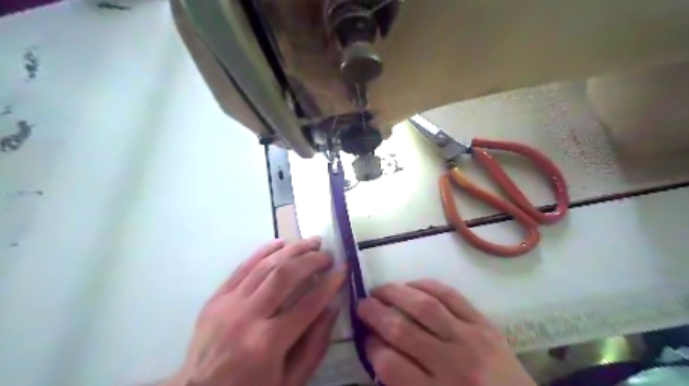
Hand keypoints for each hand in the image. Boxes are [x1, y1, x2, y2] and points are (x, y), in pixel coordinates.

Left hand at [168, 238, 343, 385]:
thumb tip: (332, 307)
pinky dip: (263, 251)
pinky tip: (280, 243)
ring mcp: (228, 305)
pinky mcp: (216, 298)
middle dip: (312, 259)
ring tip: (312, 242)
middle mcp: (247, 317)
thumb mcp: (290, 381)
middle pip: (285, 275)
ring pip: (265, 266)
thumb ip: (315, 345)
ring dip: (292, 249)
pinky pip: (242, 267)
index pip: (308, 304)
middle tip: (328, 254)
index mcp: (268, 344)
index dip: (330, 283)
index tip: (344, 268)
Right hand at [358, 280, 533, 385]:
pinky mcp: (485, 324)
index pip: (390, 365)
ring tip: (379, 289)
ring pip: (425, 307)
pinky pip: (452, 296)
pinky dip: (428, 285)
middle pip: (402, 330)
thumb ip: (402, 384)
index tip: (366, 337)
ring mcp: (470, 340)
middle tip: (362, 304)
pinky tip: (412, 284)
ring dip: (396, 293)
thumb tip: (378, 348)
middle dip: (374, 313)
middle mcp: (451, 365)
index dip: (371, 347)